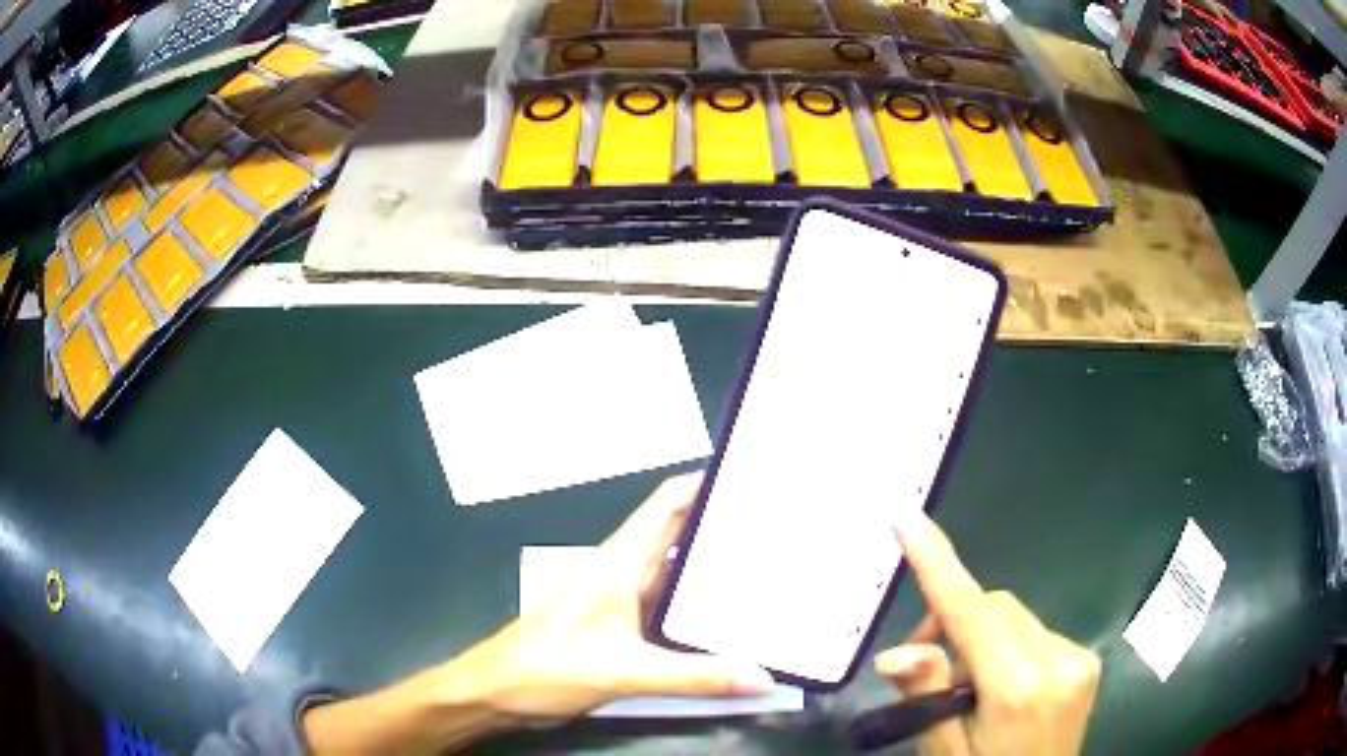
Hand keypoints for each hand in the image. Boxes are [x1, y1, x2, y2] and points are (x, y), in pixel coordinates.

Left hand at [455, 473, 774, 723]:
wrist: (498, 692)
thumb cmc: (548, 668)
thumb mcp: (626, 672)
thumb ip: (696, 676)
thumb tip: (764, 678)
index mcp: (620, 562)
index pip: (669, 502)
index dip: (707, 481)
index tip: (754, 475)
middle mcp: (623, 573)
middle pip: (680, 535)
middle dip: (724, 526)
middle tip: (780, 527)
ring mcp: (621, 602)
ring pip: (676, 574)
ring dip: (713, 570)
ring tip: (767, 569)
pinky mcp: (621, 630)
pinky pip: (669, 610)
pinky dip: (698, 609)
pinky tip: (730, 621)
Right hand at [874, 510, 1100, 755]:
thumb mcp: (946, 752)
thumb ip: (928, 699)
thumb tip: (897, 654)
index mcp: (1018, 687)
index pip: (970, 613)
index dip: (937, 564)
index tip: (909, 519)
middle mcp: (1058, 659)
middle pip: (994, 608)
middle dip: (954, 622)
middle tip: (922, 664)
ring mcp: (1079, 656)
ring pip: (1014, 617)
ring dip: (981, 638)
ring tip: (967, 688)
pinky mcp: (1086, 659)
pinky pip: (1035, 632)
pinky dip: (1008, 648)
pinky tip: (1003, 688)